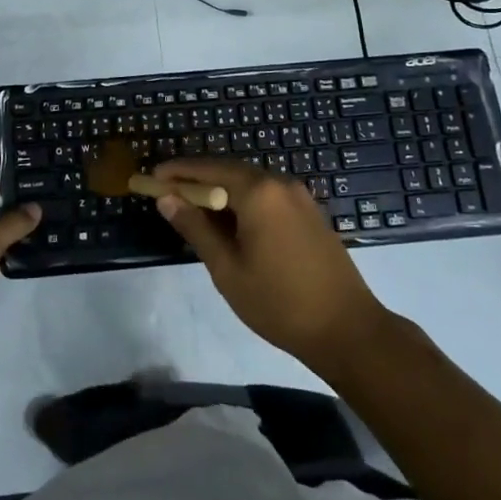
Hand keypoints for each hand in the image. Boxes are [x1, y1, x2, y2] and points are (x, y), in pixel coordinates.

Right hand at [154, 158, 389, 370]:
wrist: (347, 330)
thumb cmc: (280, 303)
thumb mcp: (227, 269)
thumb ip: (196, 229)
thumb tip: (166, 200)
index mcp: (258, 192)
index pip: (209, 170)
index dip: (178, 172)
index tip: (152, 178)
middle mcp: (279, 183)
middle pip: (229, 171)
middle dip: (197, 180)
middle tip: (168, 194)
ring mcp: (299, 197)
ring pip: (249, 183)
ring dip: (220, 192)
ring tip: (194, 210)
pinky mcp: (310, 212)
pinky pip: (267, 196)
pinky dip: (243, 201)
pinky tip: (230, 223)